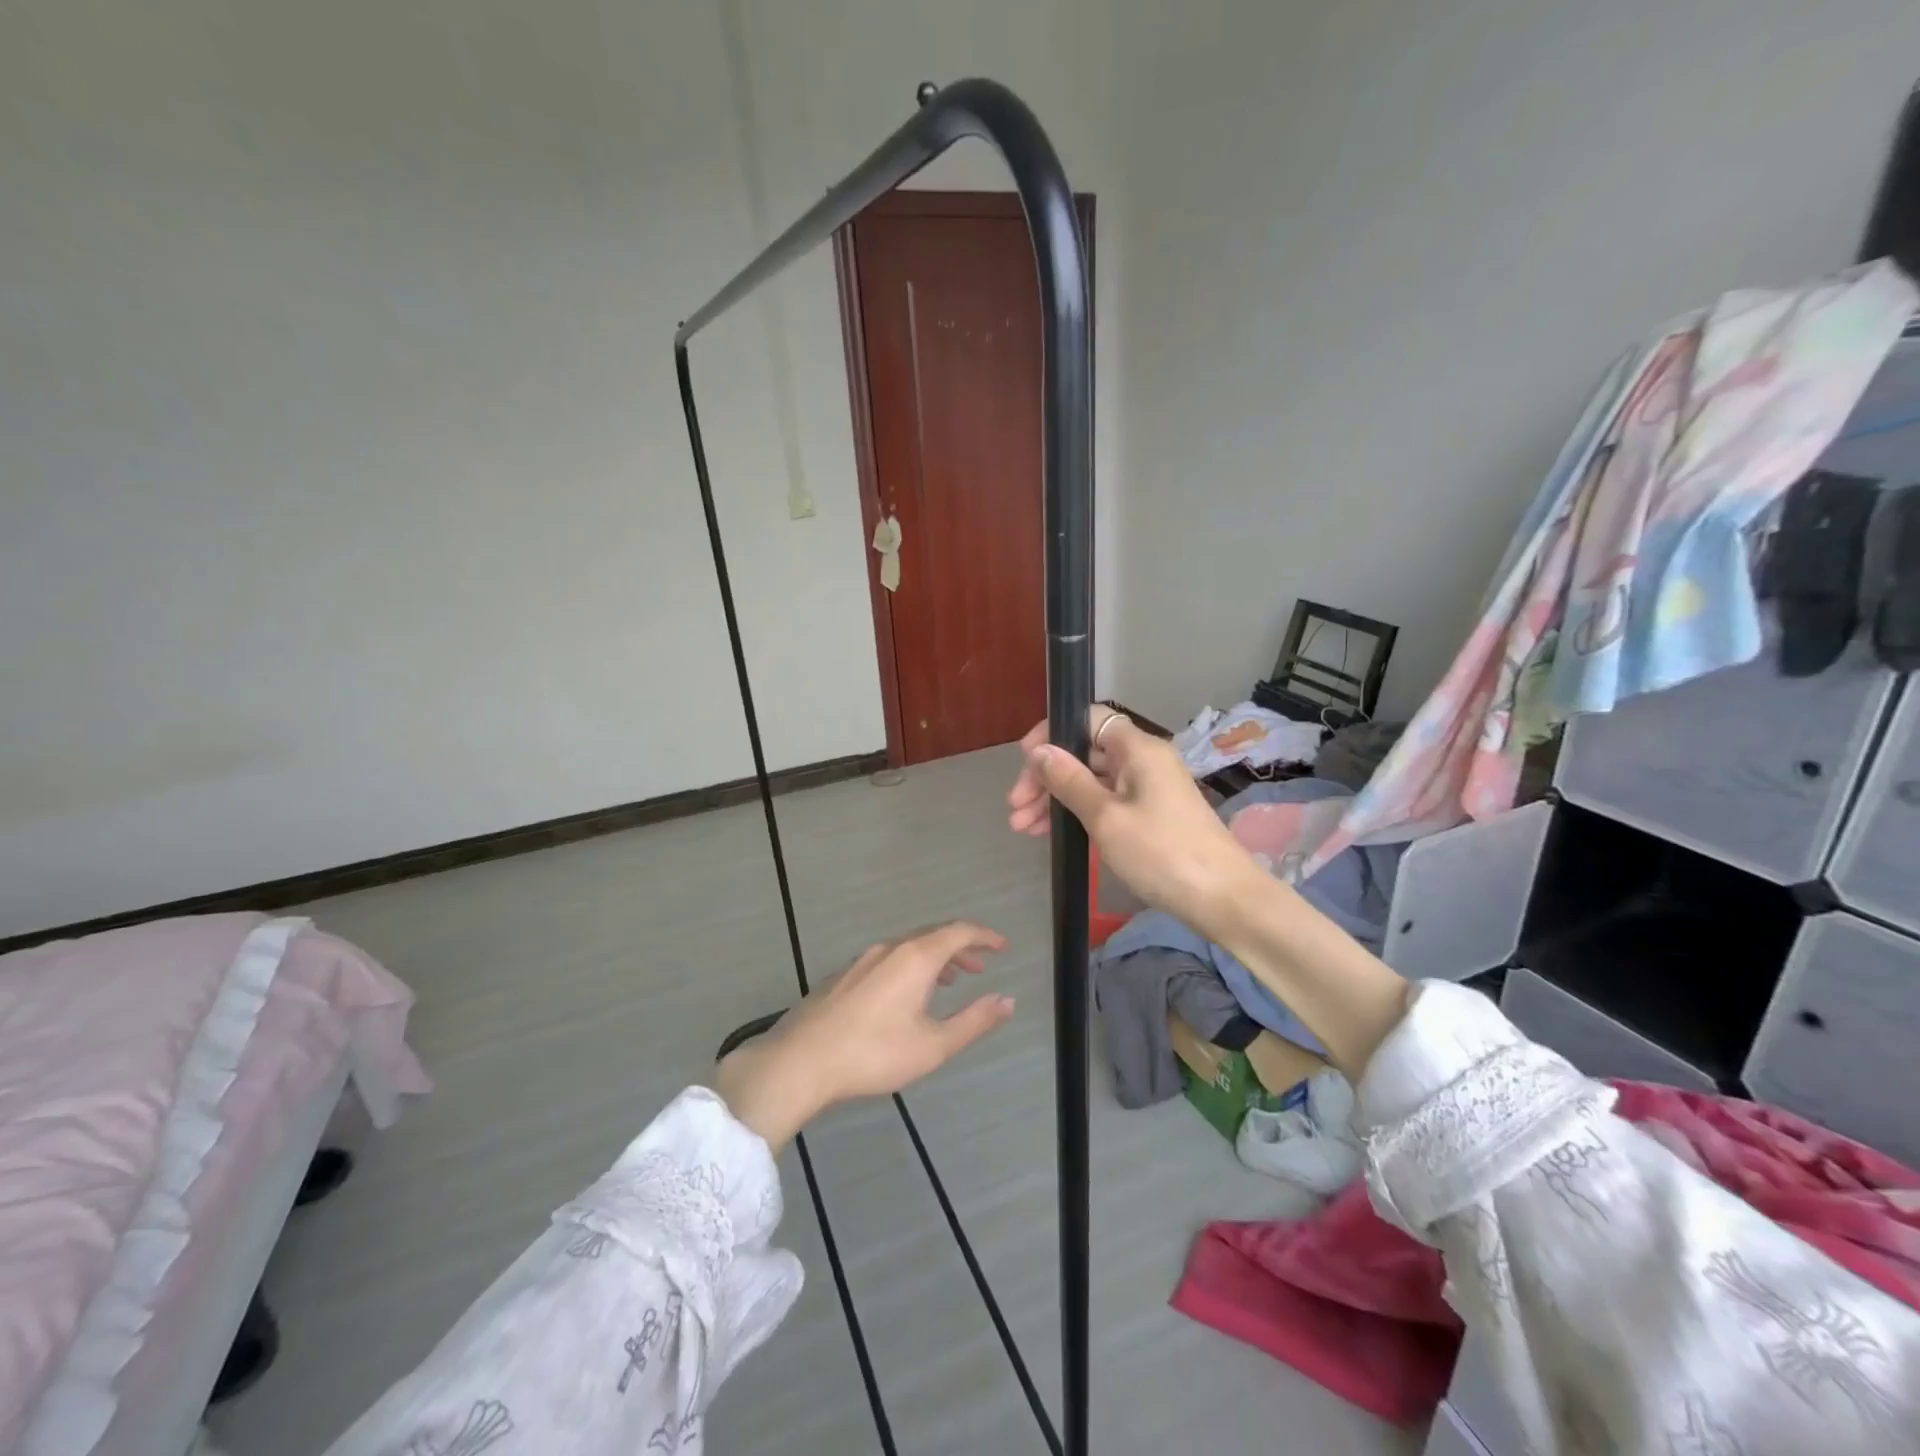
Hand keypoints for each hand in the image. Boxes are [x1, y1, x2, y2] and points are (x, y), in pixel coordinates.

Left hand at [716, 922, 1014, 1149]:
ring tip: (949, 980)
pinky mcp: (843, 976)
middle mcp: (890, 948)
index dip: (984, 936)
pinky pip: (888, 958)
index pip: (959, 931)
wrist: (800, 1060)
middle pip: (933, 935)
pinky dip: (910, 966)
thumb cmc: (873, 1054)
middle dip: (961, 948)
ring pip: (908, 947)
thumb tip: (1007, 1000)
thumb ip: (974, 1021)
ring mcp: (862, 960)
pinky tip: (906, 995)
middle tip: (980, 967)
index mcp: (915, 957)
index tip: (1003, 947)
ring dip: (935, 958)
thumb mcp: (933, 1045)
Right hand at [1007, 708, 1262, 941]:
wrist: (1222, 899)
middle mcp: (1144, 760)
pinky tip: (1054, 835)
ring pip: (1092, 781)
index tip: (1024, 762)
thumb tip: (1039, 750)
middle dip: (1046, 777)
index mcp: (1137, 749)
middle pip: (1084, 752)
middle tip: (1014, 810)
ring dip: (1056, 799)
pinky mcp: (1152, 814)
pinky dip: (1079, 813)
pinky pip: (1106, 802)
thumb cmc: (1161, 853)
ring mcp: (1149, 788)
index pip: (1087, 719)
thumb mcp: (1106, 817)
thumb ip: (1069, 781)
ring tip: (1024, 829)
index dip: (1051, 734)